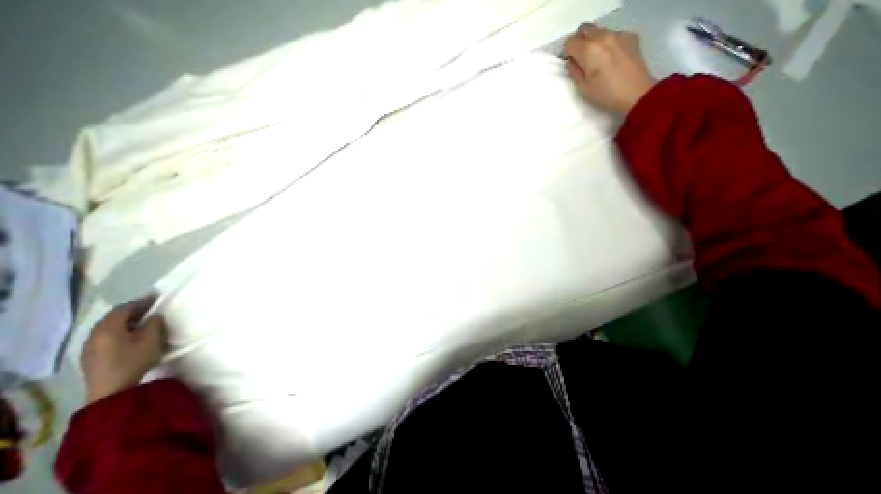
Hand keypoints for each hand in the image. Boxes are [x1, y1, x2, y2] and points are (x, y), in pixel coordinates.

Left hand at [81, 298, 168, 404]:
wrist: (111, 389)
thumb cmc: (134, 360)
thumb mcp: (151, 339)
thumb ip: (153, 323)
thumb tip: (154, 315)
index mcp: (108, 328)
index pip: (123, 309)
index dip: (140, 301)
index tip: (156, 298)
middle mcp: (94, 335)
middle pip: (112, 318)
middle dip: (131, 311)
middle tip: (150, 308)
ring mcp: (89, 347)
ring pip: (106, 328)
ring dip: (124, 321)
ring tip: (142, 321)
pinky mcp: (90, 356)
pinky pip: (104, 337)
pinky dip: (118, 331)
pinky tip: (129, 336)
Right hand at [564, 22, 651, 115]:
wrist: (636, 93)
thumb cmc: (605, 94)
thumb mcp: (583, 88)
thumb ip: (574, 71)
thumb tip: (572, 62)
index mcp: (589, 50)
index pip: (570, 41)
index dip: (567, 52)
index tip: (571, 62)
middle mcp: (603, 36)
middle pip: (584, 29)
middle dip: (579, 42)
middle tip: (581, 58)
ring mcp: (619, 34)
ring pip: (599, 31)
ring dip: (593, 42)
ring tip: (598, 60)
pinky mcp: (630, 36)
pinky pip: (613, 35)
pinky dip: (607, 43)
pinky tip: (611, 59)